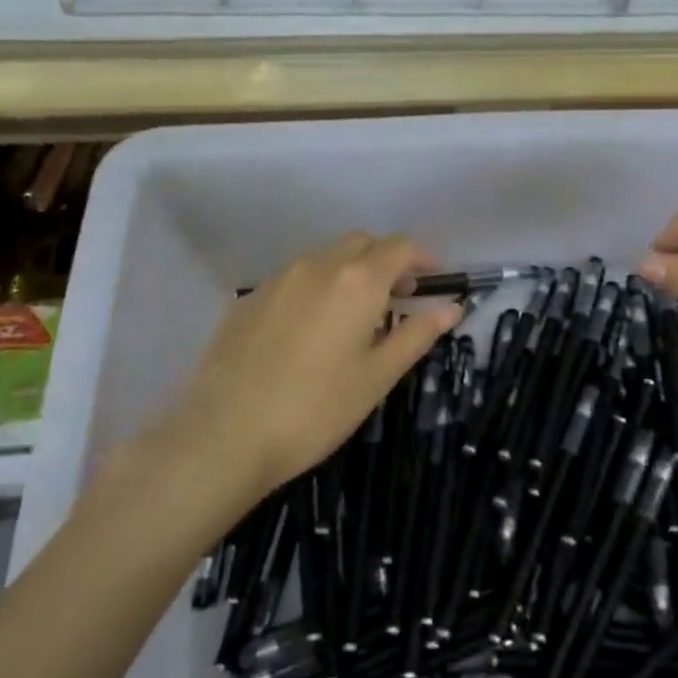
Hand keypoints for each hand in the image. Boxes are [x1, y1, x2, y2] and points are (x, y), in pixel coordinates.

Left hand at [134, 233, 459, 503]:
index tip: (434, 281)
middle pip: (362, 243)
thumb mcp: (377, 377)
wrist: (225, 435)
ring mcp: (277, 279)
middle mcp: (317, 266)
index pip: (401, 247)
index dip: (424, 257)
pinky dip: (316, 288)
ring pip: (325, 257)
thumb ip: (417, 334)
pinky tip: (310, 331)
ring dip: (350, 272)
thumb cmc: (316, 409)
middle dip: (386, 260)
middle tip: (398, 297)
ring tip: (355, 316)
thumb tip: (452, 307)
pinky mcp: (248, 299)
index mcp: (357, 281)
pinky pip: (294, 278)